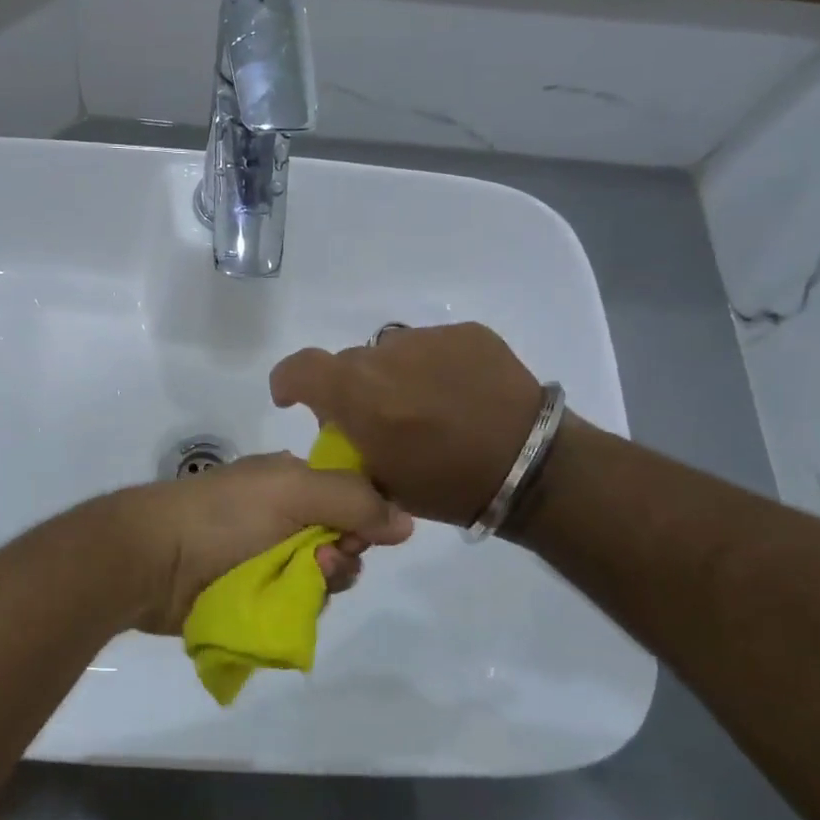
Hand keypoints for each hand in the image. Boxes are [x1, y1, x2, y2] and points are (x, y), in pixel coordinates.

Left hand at [109, 453, 413, 636]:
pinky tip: (284, 608)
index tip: (361, 536)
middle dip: (342, 556)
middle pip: (341, 541)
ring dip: (321, 584)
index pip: (351, 496)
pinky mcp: (252, 594)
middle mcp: (282, 515)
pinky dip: (297, 606)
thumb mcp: (292, 491)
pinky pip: (295, 604)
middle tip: (324, 563)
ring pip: (321, 577)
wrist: (152, 559)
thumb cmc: (223, 515)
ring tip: (297, 587)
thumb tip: (407, 521)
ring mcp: (265, 556)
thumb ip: (353, 500)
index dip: (365, 517)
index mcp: (290, 480)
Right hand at [271, 323, 545, 526]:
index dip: (289, 382)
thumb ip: (347, 444)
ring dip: (394, 376)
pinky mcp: (467, 333)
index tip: (293, 400)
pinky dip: (432, 368)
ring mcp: (428, 340)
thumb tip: (339, 422)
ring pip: (391, 353)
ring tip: (427, 407)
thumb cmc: (447, 485)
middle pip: (349, 364)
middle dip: (353, 389)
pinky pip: (431, 346)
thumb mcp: (379, 479)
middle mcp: (385, 356)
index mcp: (357, 393)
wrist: (530, 467)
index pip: (300, 368)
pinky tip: (459, 395)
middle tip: (381, 419)